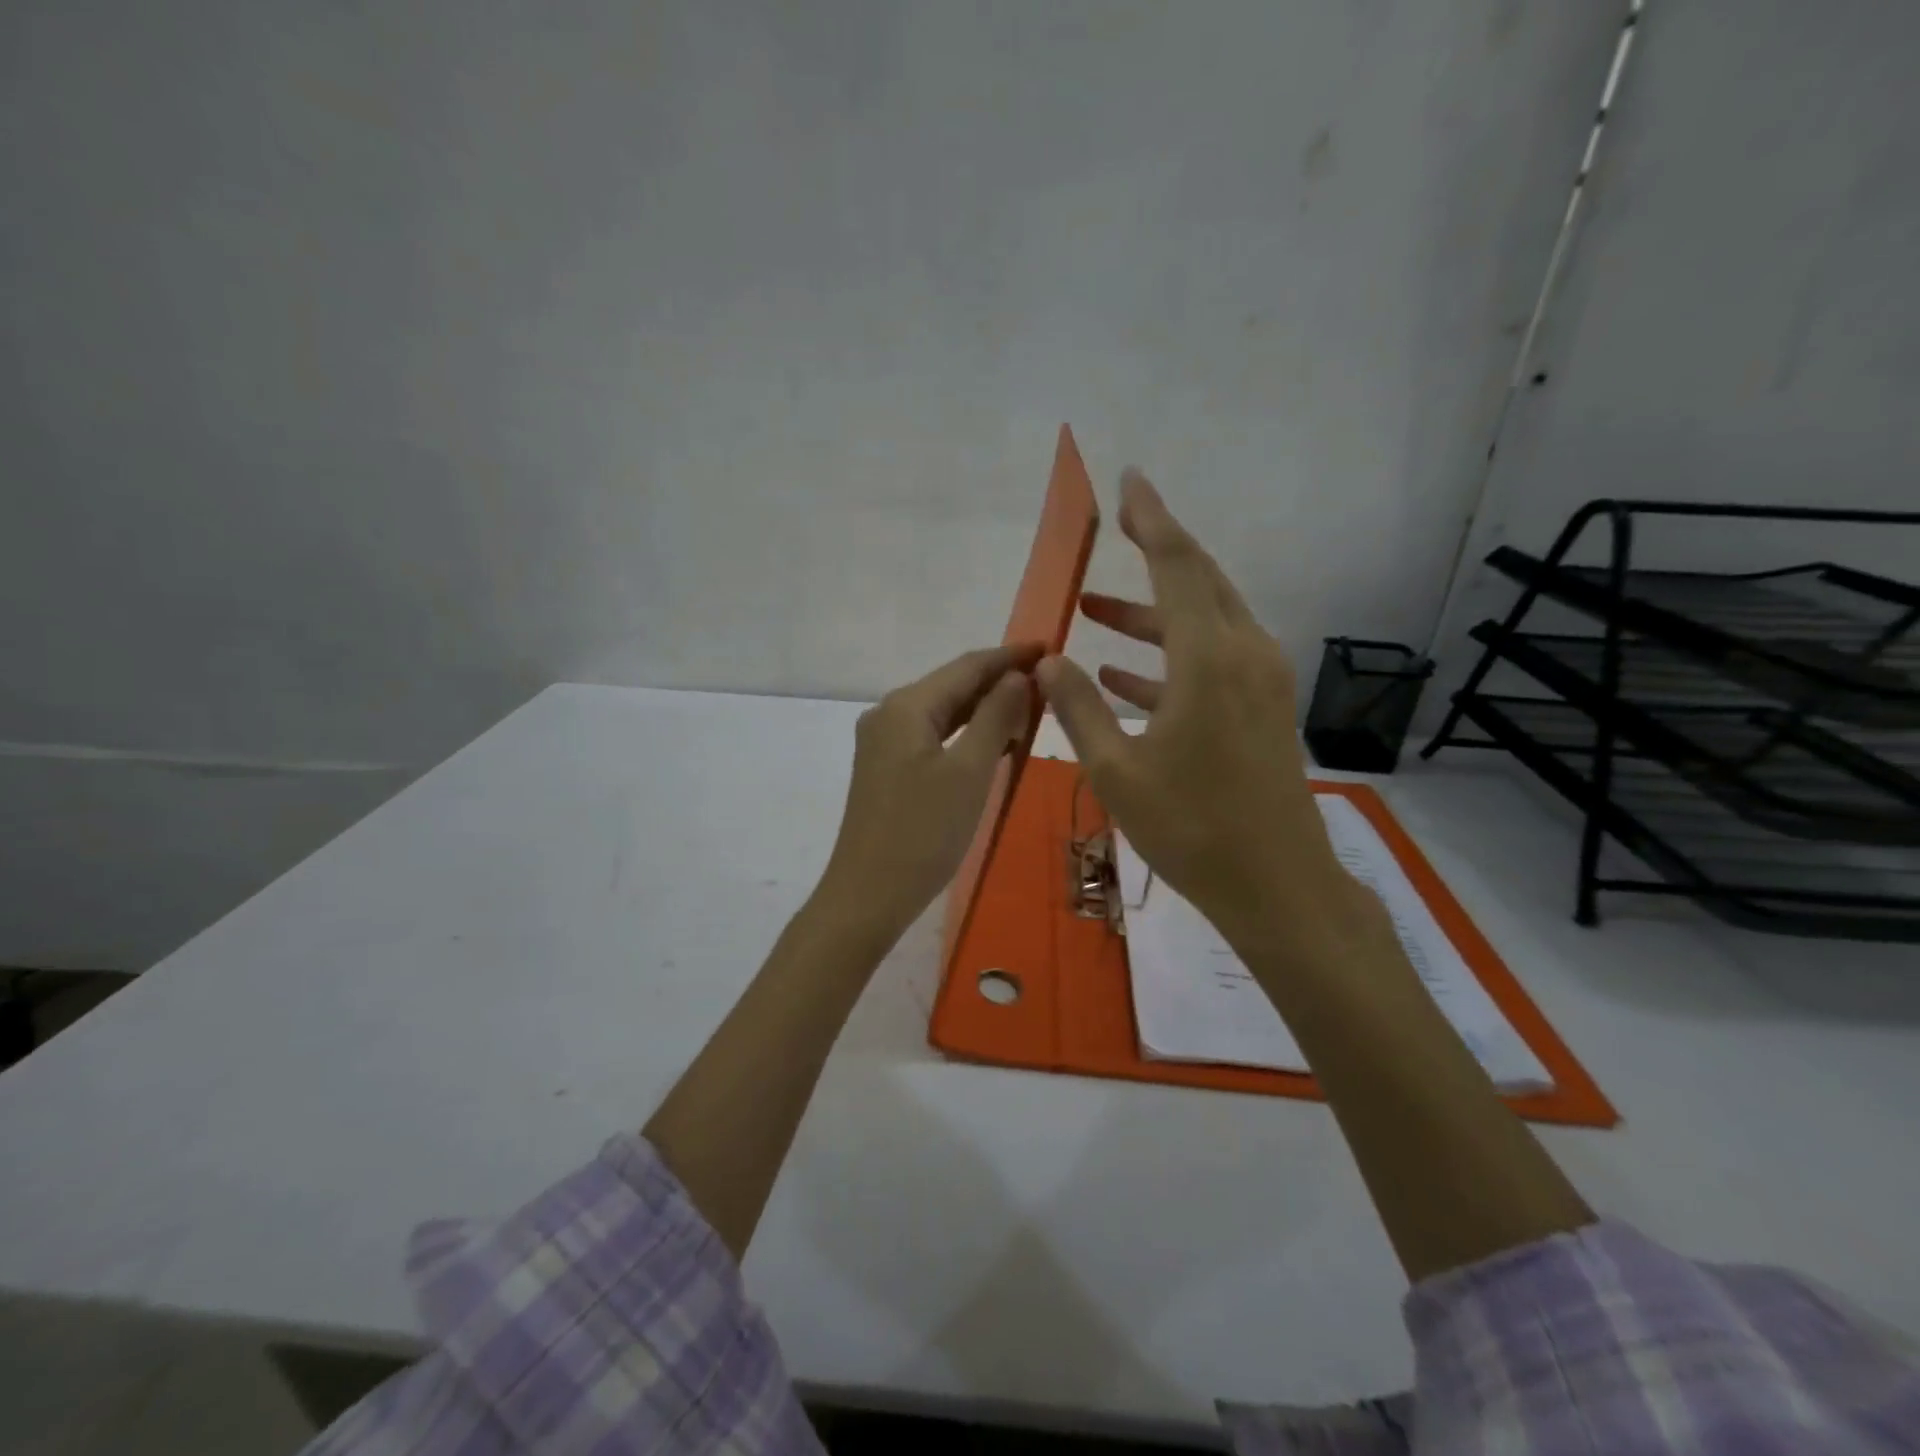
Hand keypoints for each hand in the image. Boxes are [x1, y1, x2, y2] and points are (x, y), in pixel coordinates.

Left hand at [818, 642, 1043, 942]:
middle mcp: (889, 714)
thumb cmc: (923, 832)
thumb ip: (996, 716)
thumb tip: (1018, 676)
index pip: (967, 666)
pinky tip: (994, 744)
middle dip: (999, 682)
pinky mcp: (885, 768)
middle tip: (1049, 686)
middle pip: (952, 686)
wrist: (868, 894)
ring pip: (943, 713)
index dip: (1010, 656)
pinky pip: (932, 737)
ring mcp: (883, 742)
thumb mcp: (970, 771)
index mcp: (906, 706)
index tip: (1050, 648)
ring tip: (1031, 713)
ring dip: (984, 710)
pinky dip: (965, 735)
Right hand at [1037, 470, 1357, 953]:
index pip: (1178, 565)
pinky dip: (1169, 657)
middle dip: (1156, 552)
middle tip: (1118, 527)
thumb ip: (1077, 706)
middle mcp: (1244, 654)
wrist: (1276, 885)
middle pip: (1199, 581)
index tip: (1130, 481)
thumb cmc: (1191, 828)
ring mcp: (1261, 682)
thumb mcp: (1116, 769)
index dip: (1152, 518)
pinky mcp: (1263, 709)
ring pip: (1205, 622)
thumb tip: (1046, 658)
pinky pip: (1212, 661)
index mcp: (1209, 659)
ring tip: (1095, 610)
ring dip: (1151, 615)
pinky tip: (1123, 674)